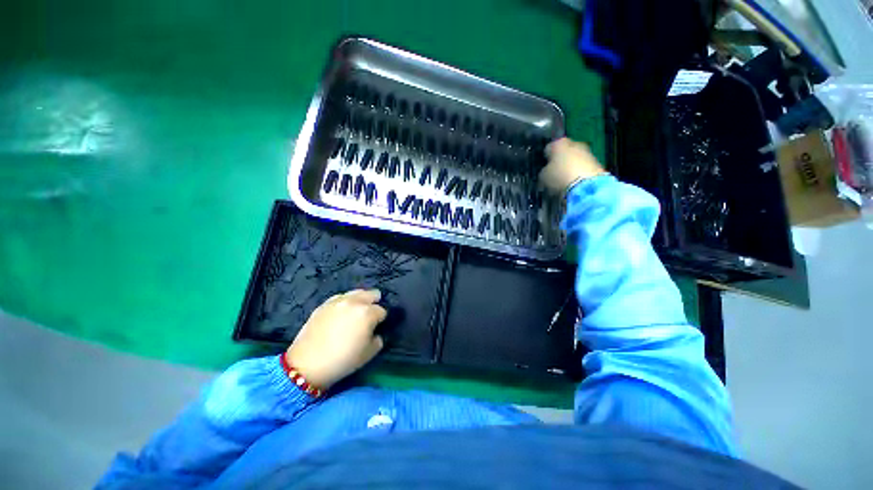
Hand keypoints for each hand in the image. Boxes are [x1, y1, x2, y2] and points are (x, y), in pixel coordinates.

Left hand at [285, 289, 386, 389]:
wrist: (306, 365)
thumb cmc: (342, 360)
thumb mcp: (369, 353)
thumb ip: (378, 339)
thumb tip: (374, 332)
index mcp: (367, 313)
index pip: (382, 311)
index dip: (380, 320)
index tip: (376, 328)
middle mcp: (354, 302)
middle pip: (372, 294)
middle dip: (374, 303)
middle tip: (369, 316)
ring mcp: (338, 301)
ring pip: (356, 293)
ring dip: (360, 300)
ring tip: (355, 313)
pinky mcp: (324, 304)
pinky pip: (340, 298)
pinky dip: (345, 303)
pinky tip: (341, 314)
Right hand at [539, 138, 606, 193]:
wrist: (586, 186)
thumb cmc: (559, 177)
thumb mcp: (543, 176)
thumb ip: (544, 171)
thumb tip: (547, 171)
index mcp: (559, 143)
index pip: (548, 148)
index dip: (545, 159)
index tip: (544, 168)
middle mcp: (574, 143)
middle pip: (564, 152)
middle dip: (560, 161)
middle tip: (554, 174)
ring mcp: (587, 152)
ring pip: (574, 159)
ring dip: (570, 167)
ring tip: (565, 181)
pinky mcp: (597, 163)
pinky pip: (583, 167)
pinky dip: (579, 173)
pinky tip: (574, 183)